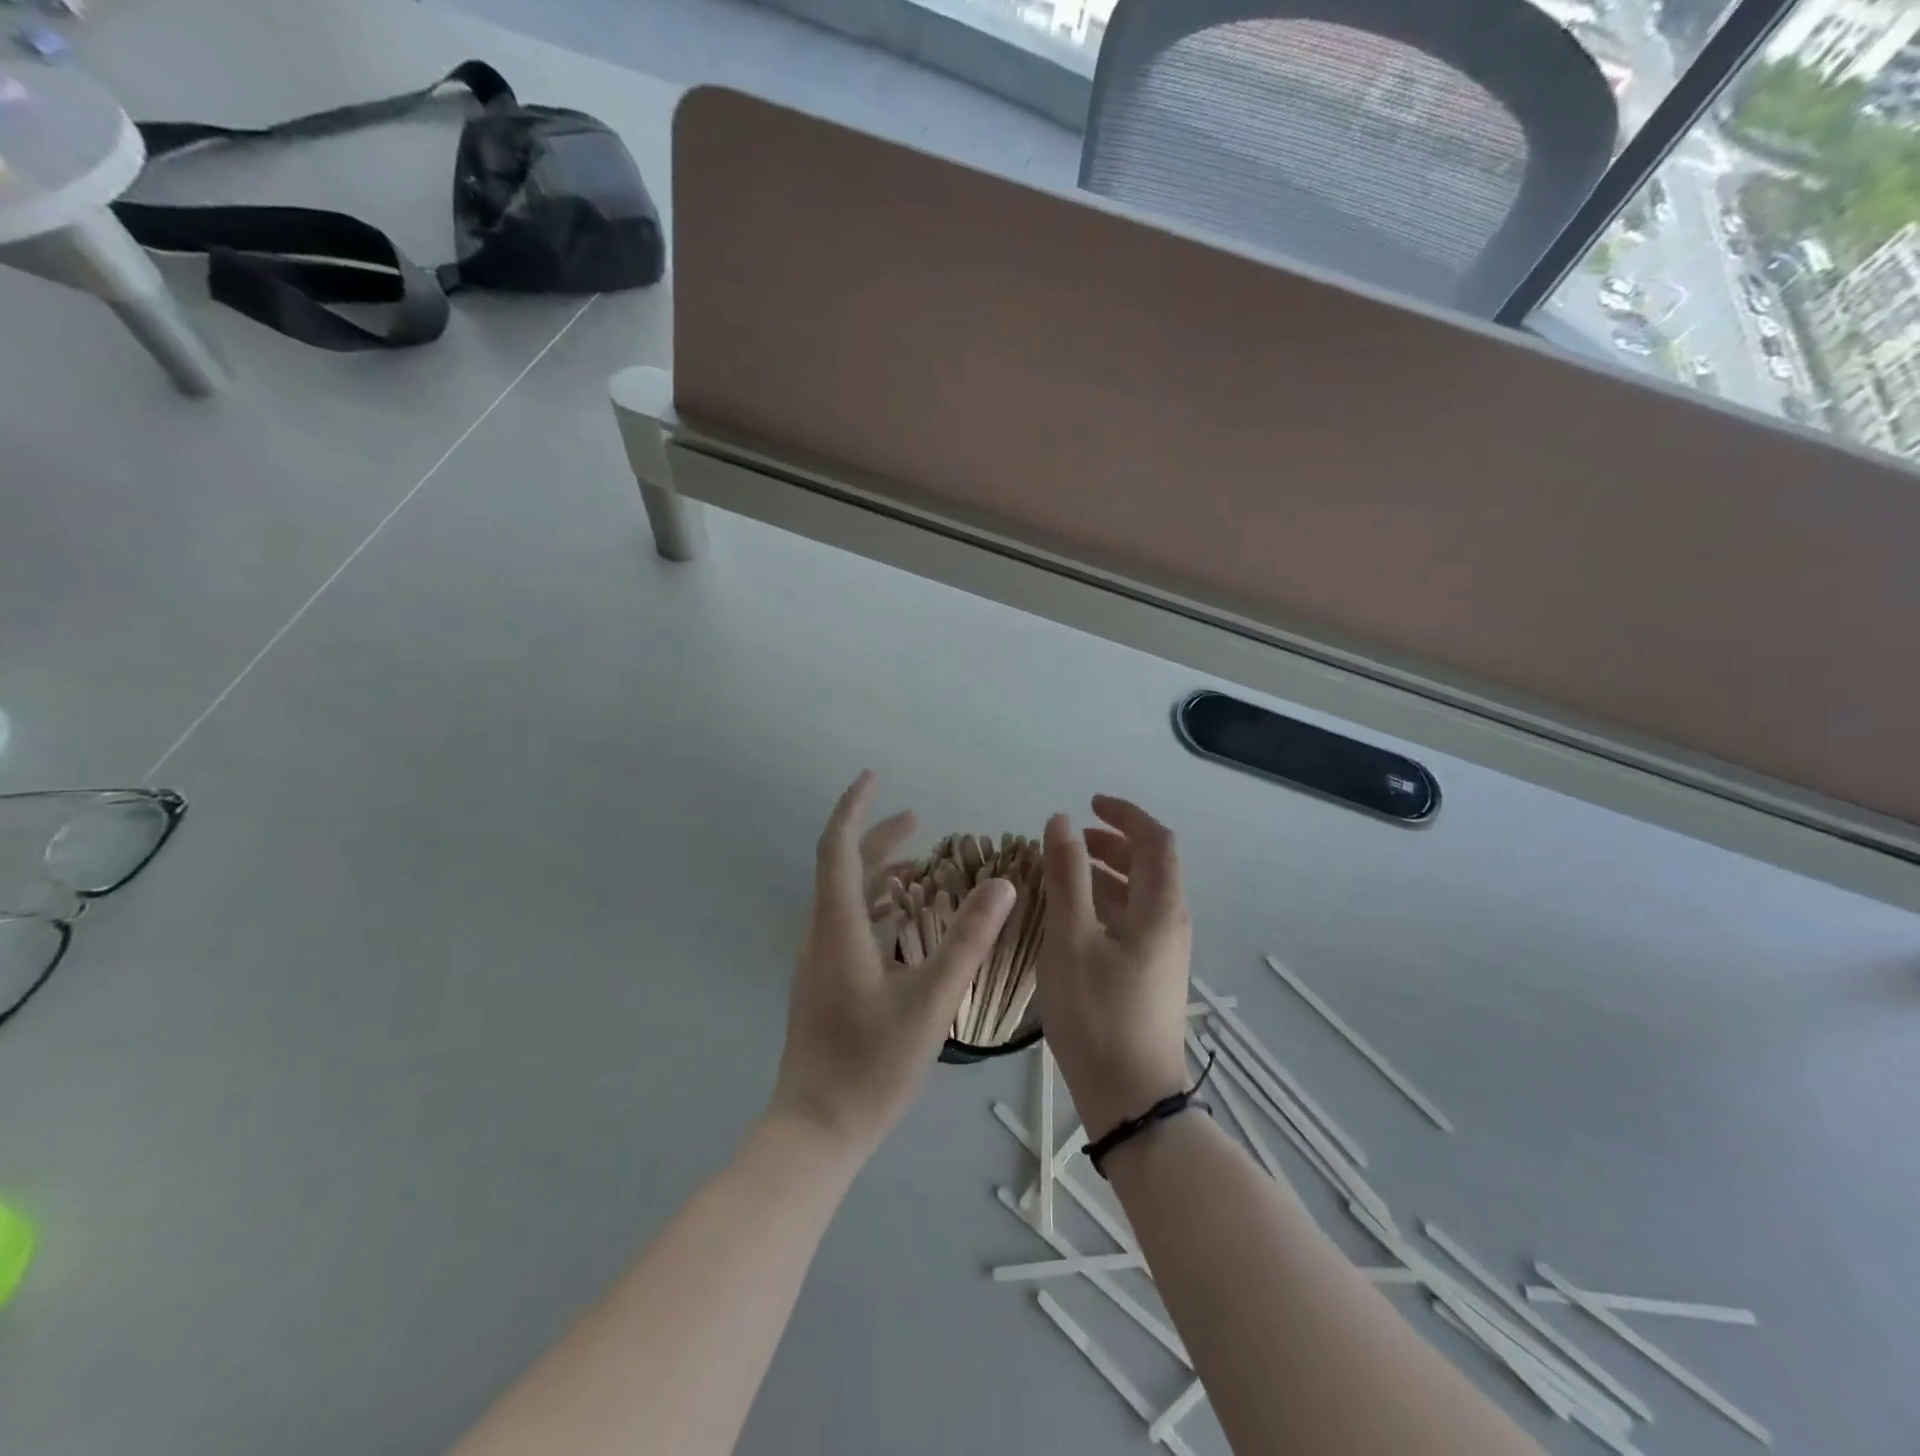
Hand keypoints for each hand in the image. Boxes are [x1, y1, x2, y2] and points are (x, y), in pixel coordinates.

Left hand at [768, 771, 1016, 1158]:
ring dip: (878, 873)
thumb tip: (1001, 885)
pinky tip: (903, 923)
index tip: (873, 777)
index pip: (838, 849)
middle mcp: (821, 936)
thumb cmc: (872, 1066)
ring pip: (845, 899)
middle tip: (916, 820)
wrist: (816, 1132)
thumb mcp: (930, 1001)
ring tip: (919, 866)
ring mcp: (818, 963)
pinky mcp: (823, 985)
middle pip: (843, 869)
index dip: (855, 808)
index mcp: (838, 929)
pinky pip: (848, 925)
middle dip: (877, 838)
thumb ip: (967, 941)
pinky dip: (875, 907)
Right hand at [1037, 796, 1193, 1138]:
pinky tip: (1069, 916)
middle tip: (1071, 839)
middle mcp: (1170, 924)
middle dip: (1112, 842)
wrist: (1130, 1099)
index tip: (1089, 803)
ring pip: (1137, 895)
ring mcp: (1162, 952)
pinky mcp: (1149, 975)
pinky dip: (1103, 904)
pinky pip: (1130, 921)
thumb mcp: (1071, 938)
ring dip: (1104, 874)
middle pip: (1149, 865)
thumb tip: (1061, 822)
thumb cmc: (1098, 1014)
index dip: (1126, 814)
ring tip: (1061, 872)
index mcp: (1160, 908)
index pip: (1156, 841)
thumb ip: (1067, 876)